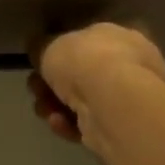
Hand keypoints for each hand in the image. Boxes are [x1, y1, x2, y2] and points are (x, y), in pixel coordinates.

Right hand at [28, 23, 164, 156]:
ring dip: (55, 105)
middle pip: (81, 74)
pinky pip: (88, 123)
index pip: (88, 41)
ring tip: (43, 109)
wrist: (113, 103)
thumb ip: (39, 46)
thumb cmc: (84, 61)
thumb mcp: (48, 44)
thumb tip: (36, 47)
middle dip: (51, 83)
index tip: (39, 62)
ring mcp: (127, 98)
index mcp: (118, 35)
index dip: (60, 52)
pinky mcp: (121, 128)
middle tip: (35, 87)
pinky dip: (69, 123)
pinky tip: (58, 122)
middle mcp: (129, 64)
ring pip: (81, 100)